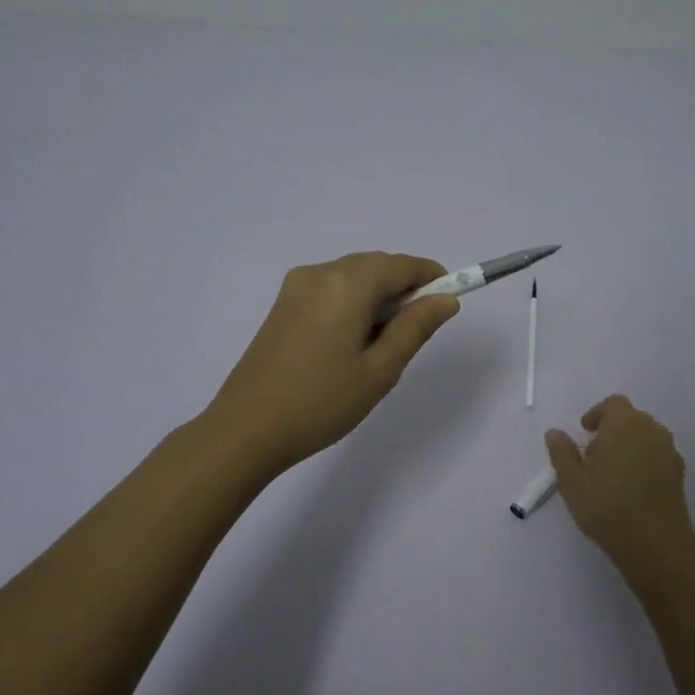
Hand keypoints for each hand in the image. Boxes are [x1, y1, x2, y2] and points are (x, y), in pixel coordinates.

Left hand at [206, 252, 459, 472]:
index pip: (402, 265)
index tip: (449, 303)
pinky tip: (350, 344)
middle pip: (376, 266)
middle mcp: (320, 272)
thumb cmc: (322, 402)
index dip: (432, 278)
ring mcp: (296, 287)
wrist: (246, 429)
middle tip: (414, 335)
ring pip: (353, 277)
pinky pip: (330, 290)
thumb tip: (445, 300)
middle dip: (403, 290)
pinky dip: (352, 304)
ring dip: (377, 298)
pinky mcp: (282, 304)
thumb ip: (415, 328)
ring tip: (380, 347)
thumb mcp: (380, 370)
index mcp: (347, 283)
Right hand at [545, 395, 694, 575]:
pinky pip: (656, 457)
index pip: (613, 404)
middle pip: (631, 419)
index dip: (597, 414)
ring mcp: (669, 452)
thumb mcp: (571, 479)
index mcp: (625, 423)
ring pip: (645, 438)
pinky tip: (629, 489)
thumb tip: (555, 433)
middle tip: (592, 456)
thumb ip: (561, 451)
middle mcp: (651, 430)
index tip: (584, 432)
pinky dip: (642, 463)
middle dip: (611, 431)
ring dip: (627, 447)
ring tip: (610, 475)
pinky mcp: (679, 475)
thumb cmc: (606, 505)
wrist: (655, 544)